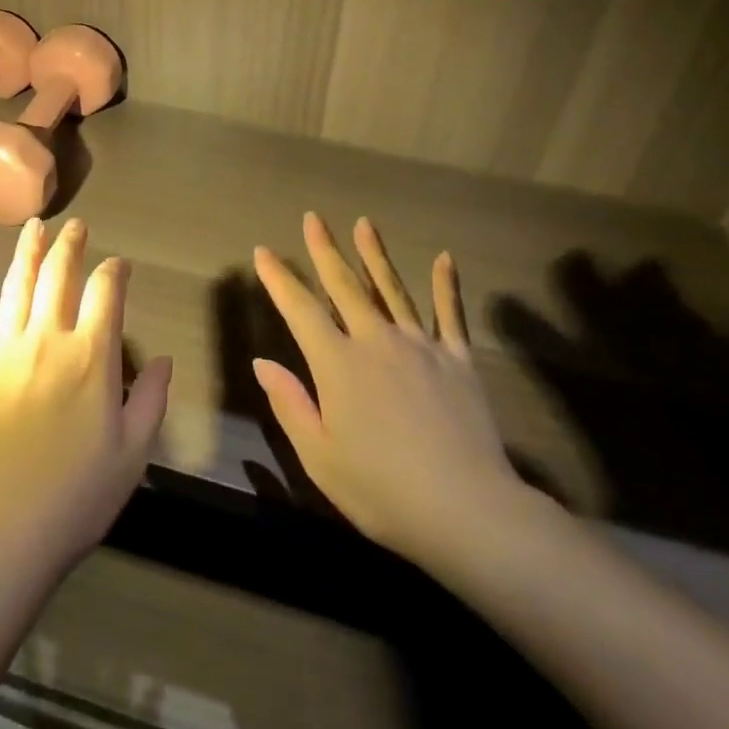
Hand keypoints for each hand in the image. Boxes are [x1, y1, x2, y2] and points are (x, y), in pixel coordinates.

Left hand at [0, 217, 172, 584]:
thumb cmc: (75, 498)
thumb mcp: (132, 454)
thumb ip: (151, 399)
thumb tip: (162, 357)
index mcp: (90, 357)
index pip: (106, 294)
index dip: (115, 271)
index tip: (119, 264)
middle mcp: (46, 341)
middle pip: (58, 278)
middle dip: (69, 246)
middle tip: (74, 225)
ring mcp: (1, 354)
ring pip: (14, 288)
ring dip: (25, 253)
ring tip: (32, 226)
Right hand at [252, 213, 544, 578]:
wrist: (466, 509)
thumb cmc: (381, 490)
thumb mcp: (319, 456)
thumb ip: (290, 403)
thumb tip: (262, 361)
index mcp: (338, 364)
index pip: (300, 310)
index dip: (279, 279)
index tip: (263, 251)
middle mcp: (376, 341)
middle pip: (346, 286)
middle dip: (326, 250)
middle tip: (313, 218)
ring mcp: (421, 346)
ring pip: (393, 290)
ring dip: (375, 255)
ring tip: (364, 224)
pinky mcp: (458, 360)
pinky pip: (450, 315)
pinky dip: (447, 286)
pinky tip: (445, 259)